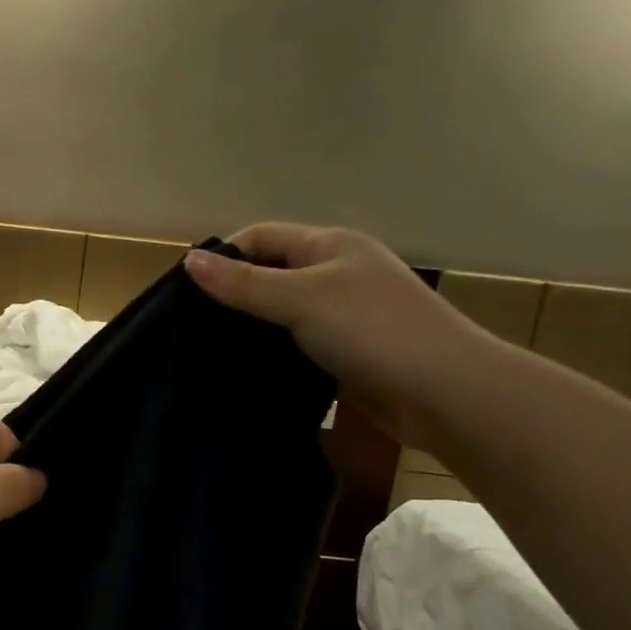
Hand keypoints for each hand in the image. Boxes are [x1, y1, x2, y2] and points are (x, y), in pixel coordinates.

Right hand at [183, 225, 496, 448]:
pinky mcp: (344, 351)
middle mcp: (335, 272)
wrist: (444, 392)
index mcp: (329, 245)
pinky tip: (244, 369)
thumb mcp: (301, 299)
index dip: (223, 256)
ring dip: (250, 327)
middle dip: (231, 294)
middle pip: (269, 273)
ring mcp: (342, 313)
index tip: (186, 292)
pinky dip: (270, 352)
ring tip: (208, 349)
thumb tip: (188, 261)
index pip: (260, 237)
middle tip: (190, 325)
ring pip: (281, 312)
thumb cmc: (372, 330)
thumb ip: (243, 283)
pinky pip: (295, 343)